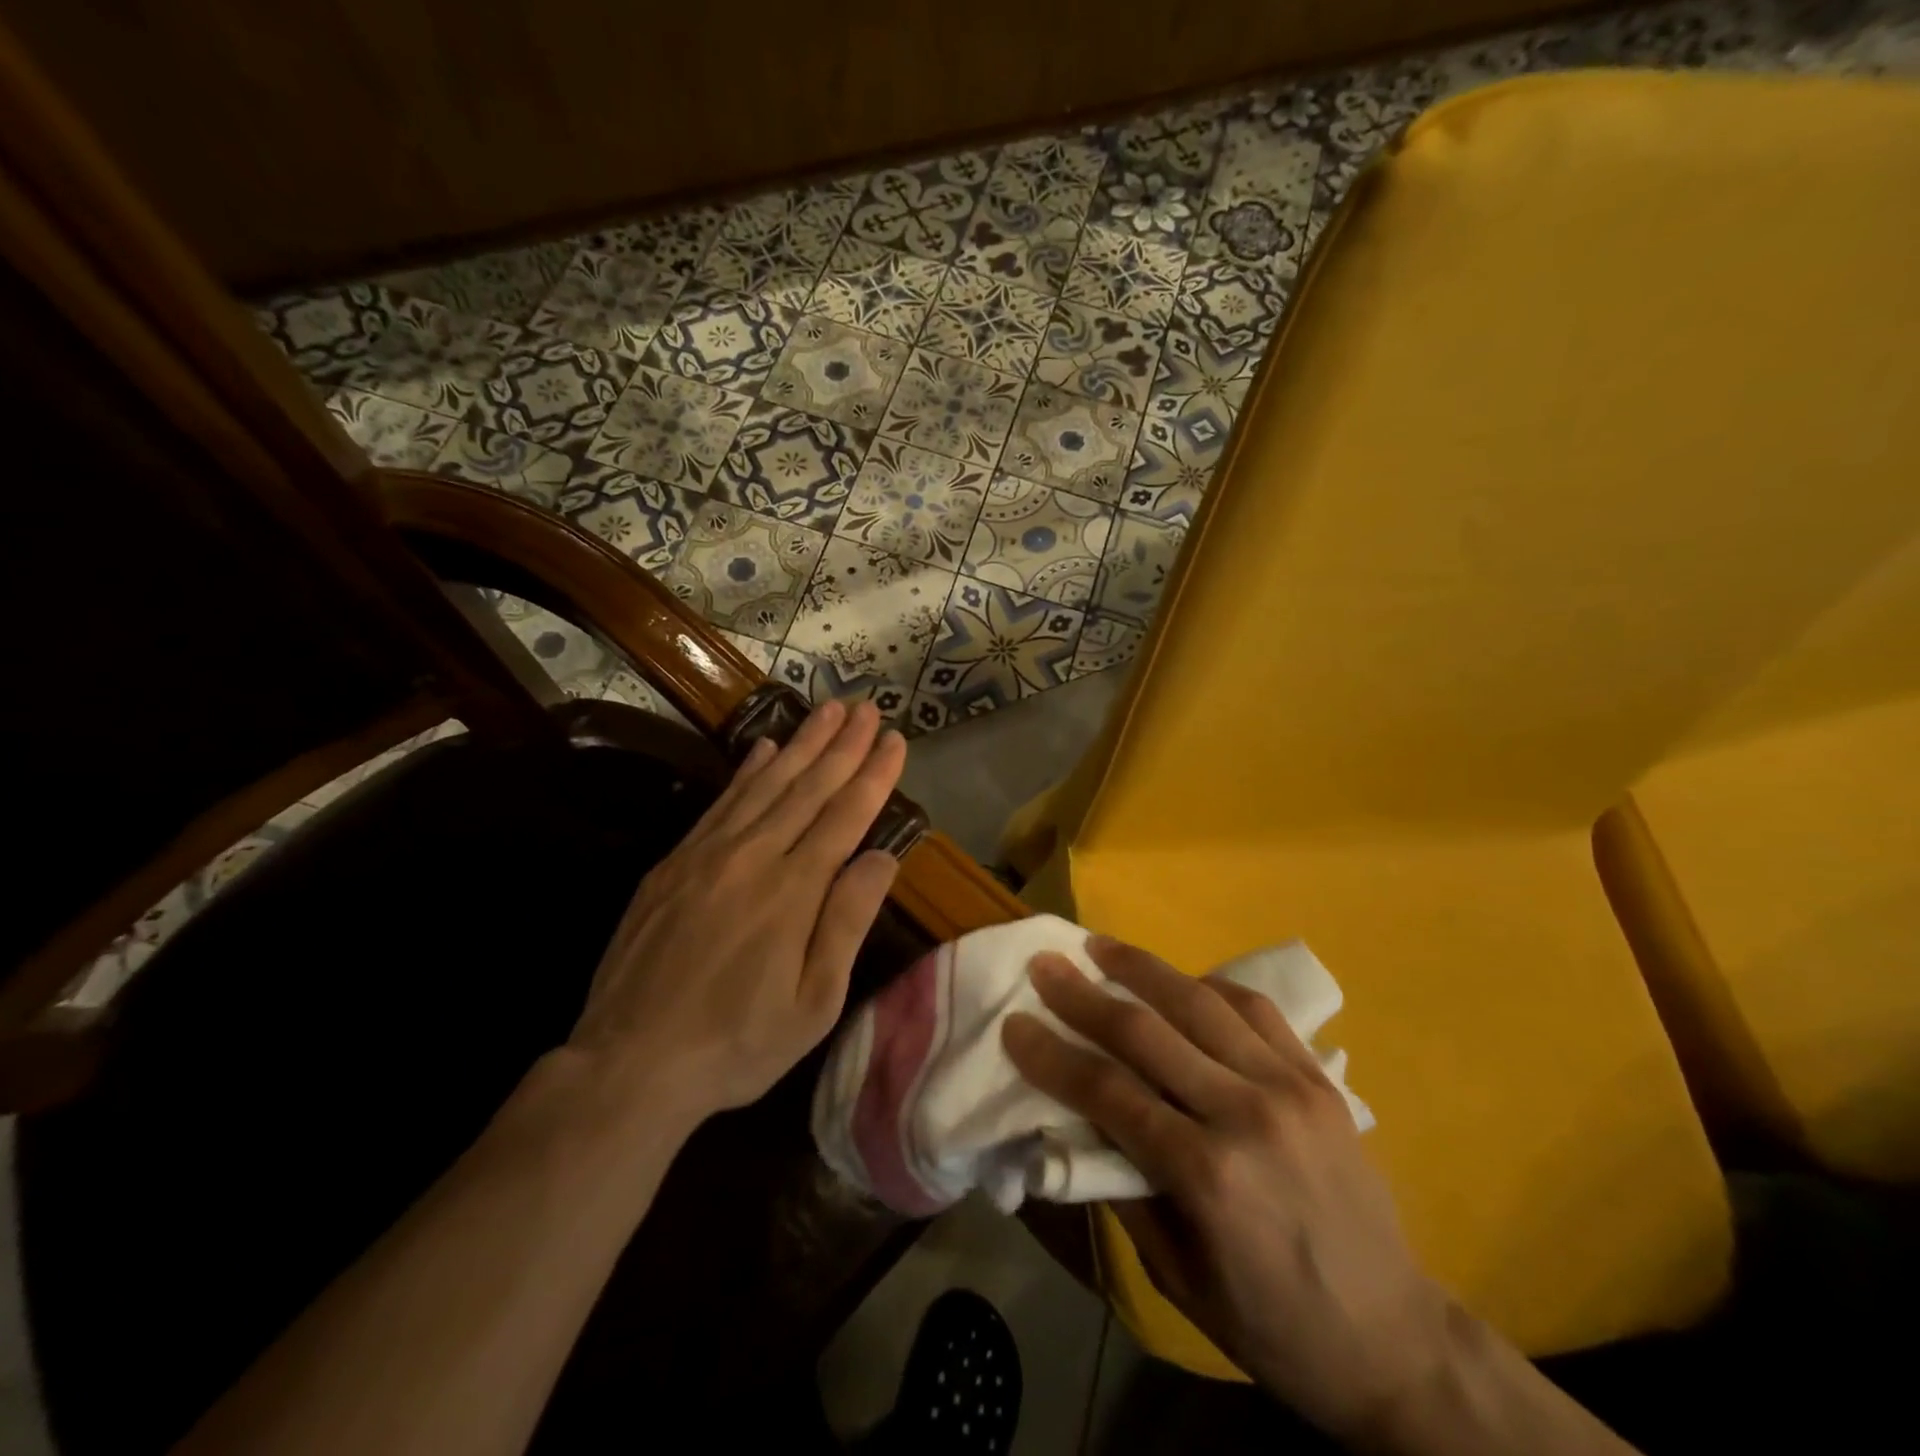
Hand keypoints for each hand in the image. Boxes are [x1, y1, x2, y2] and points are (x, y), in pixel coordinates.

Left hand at [567, 699, 905, 1132]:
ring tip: (829, 710)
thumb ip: (847, 922)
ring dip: (802, 744)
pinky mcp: (674, 863)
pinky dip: (747, 770)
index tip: (896, 740)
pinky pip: (720, 802)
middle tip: (867, 707)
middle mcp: (753, 857)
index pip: (845, 815)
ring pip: (765, 784)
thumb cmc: (737, 1043)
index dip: (874, 774)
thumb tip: (882, 856)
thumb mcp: (813, 1002)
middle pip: (808, 787)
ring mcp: (708, 854)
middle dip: (843, 744)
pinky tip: (764, 747)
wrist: (630, 1063)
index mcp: (793, 891)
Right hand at [1003, 938, 1452, 1442]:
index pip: (1107, 1091)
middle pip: (1146, 1032)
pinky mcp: (1319, 1079)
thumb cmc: (1272, 1324)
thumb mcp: (1177, 1276)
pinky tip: (1181, 979)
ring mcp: (1290, 1088)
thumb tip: (1077, 1120)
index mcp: (1206, 1175)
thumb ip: (1124, 1186)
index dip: (1052, 1055)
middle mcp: (1246, 1114)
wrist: (1395, 1341)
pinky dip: (1210, 986)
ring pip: (1200, 1003)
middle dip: (1084, 993)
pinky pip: (1256, 1011)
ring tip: (1101, 945)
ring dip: (1142, 967)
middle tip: (1046, 963)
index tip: (1015, 1023)